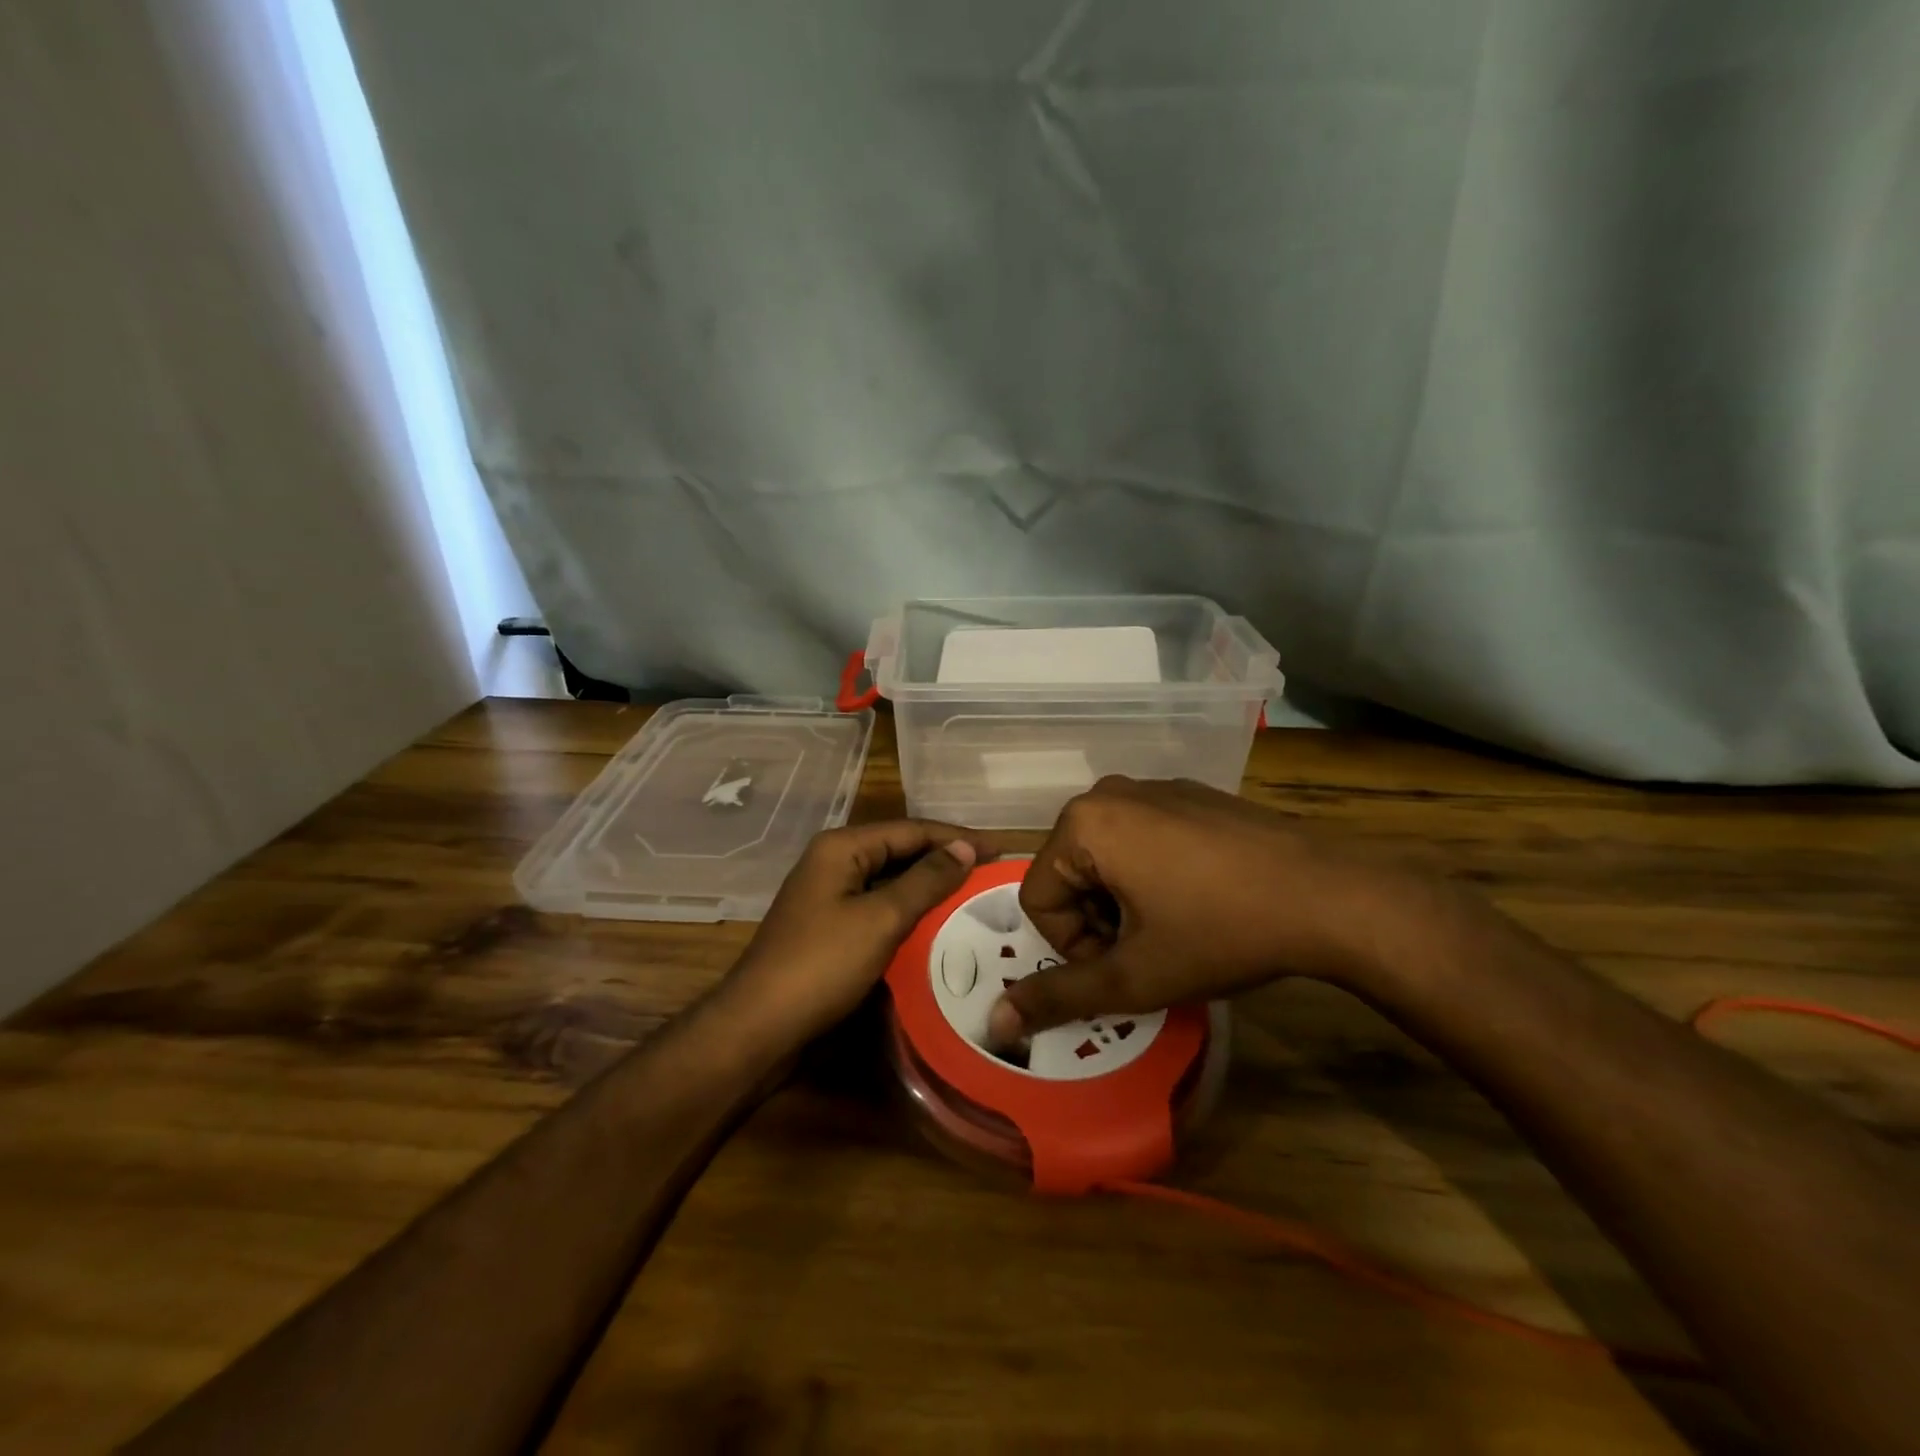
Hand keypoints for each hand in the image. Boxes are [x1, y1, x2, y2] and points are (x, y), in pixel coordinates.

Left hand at [722, 820, 994, 1050]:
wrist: (759, 1028)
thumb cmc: (822, 965)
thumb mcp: (881, 919)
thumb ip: (926, 880)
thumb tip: (966, 847)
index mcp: (842, 848)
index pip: (911, 830)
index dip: (957, 837)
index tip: (1001, 849)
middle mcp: (834, 863)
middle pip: (900, 852)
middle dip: (945, 861)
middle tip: (992, 874)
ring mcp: (829, 897)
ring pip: (890, 882)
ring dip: (929, 888)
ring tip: (974, 897)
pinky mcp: (830, 929)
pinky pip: (879, 909)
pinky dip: (909, 913)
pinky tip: (937, 926)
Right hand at [994, 776, 1434, 1040]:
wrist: (1328, 895)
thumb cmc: (1220, 932)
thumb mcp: (1135, 976)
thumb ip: (1059, 996)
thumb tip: (995, 1022)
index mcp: (1083, 824)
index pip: (1039, 898)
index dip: (1073, 946)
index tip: (1124, 966)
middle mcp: (1108, 792)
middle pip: (1070, 873)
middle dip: (1096, 922)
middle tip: (1147, 952)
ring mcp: (1153, 787)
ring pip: (1106, 856)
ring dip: (1123, 901)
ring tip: (1174, 927)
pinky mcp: (1190, 794)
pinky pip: (1143, 836)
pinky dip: (1152, 873)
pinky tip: (1199, 897)